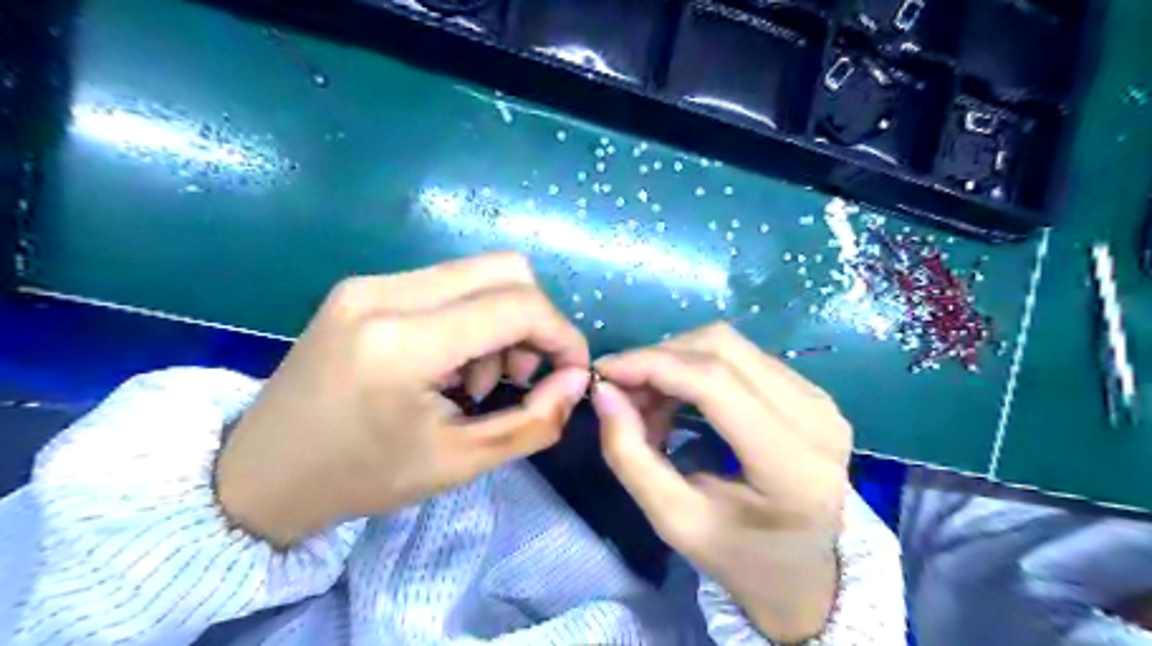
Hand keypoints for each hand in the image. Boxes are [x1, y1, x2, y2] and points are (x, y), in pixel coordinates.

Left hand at [216, 256, 588, 545]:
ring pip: (478, 272)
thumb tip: (577, 379)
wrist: (260, 475)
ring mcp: (368, 283)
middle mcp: (384, 294)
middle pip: (505, 269)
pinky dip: (470, 316)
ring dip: (501, 319)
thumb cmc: (362, 478)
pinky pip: (446, 283)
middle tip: (524, 373)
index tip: (572, 371)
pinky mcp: (362, 286)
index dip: (562, 334)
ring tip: (478, 378)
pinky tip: (449, 362)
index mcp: (403, 344)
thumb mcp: (460, 462)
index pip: (517, 306)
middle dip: (535, 320)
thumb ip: (534, 421)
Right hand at [589, 324, 848, 640]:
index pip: (715, 383)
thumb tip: (603, 391)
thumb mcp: (674, 521)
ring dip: (676, 361)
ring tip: (648, 400)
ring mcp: (819, 398)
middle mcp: (815, 417)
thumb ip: (630, 456)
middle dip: (660, 358)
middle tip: (623, 389)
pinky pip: (742, 356)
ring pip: (730, 344)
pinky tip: (679, 397)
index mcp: (792, 464)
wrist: (805, 571)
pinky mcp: (810, 391)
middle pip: (722, 347)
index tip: (603, 372)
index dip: (652, 365)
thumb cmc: (739, 557)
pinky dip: (697, 367)